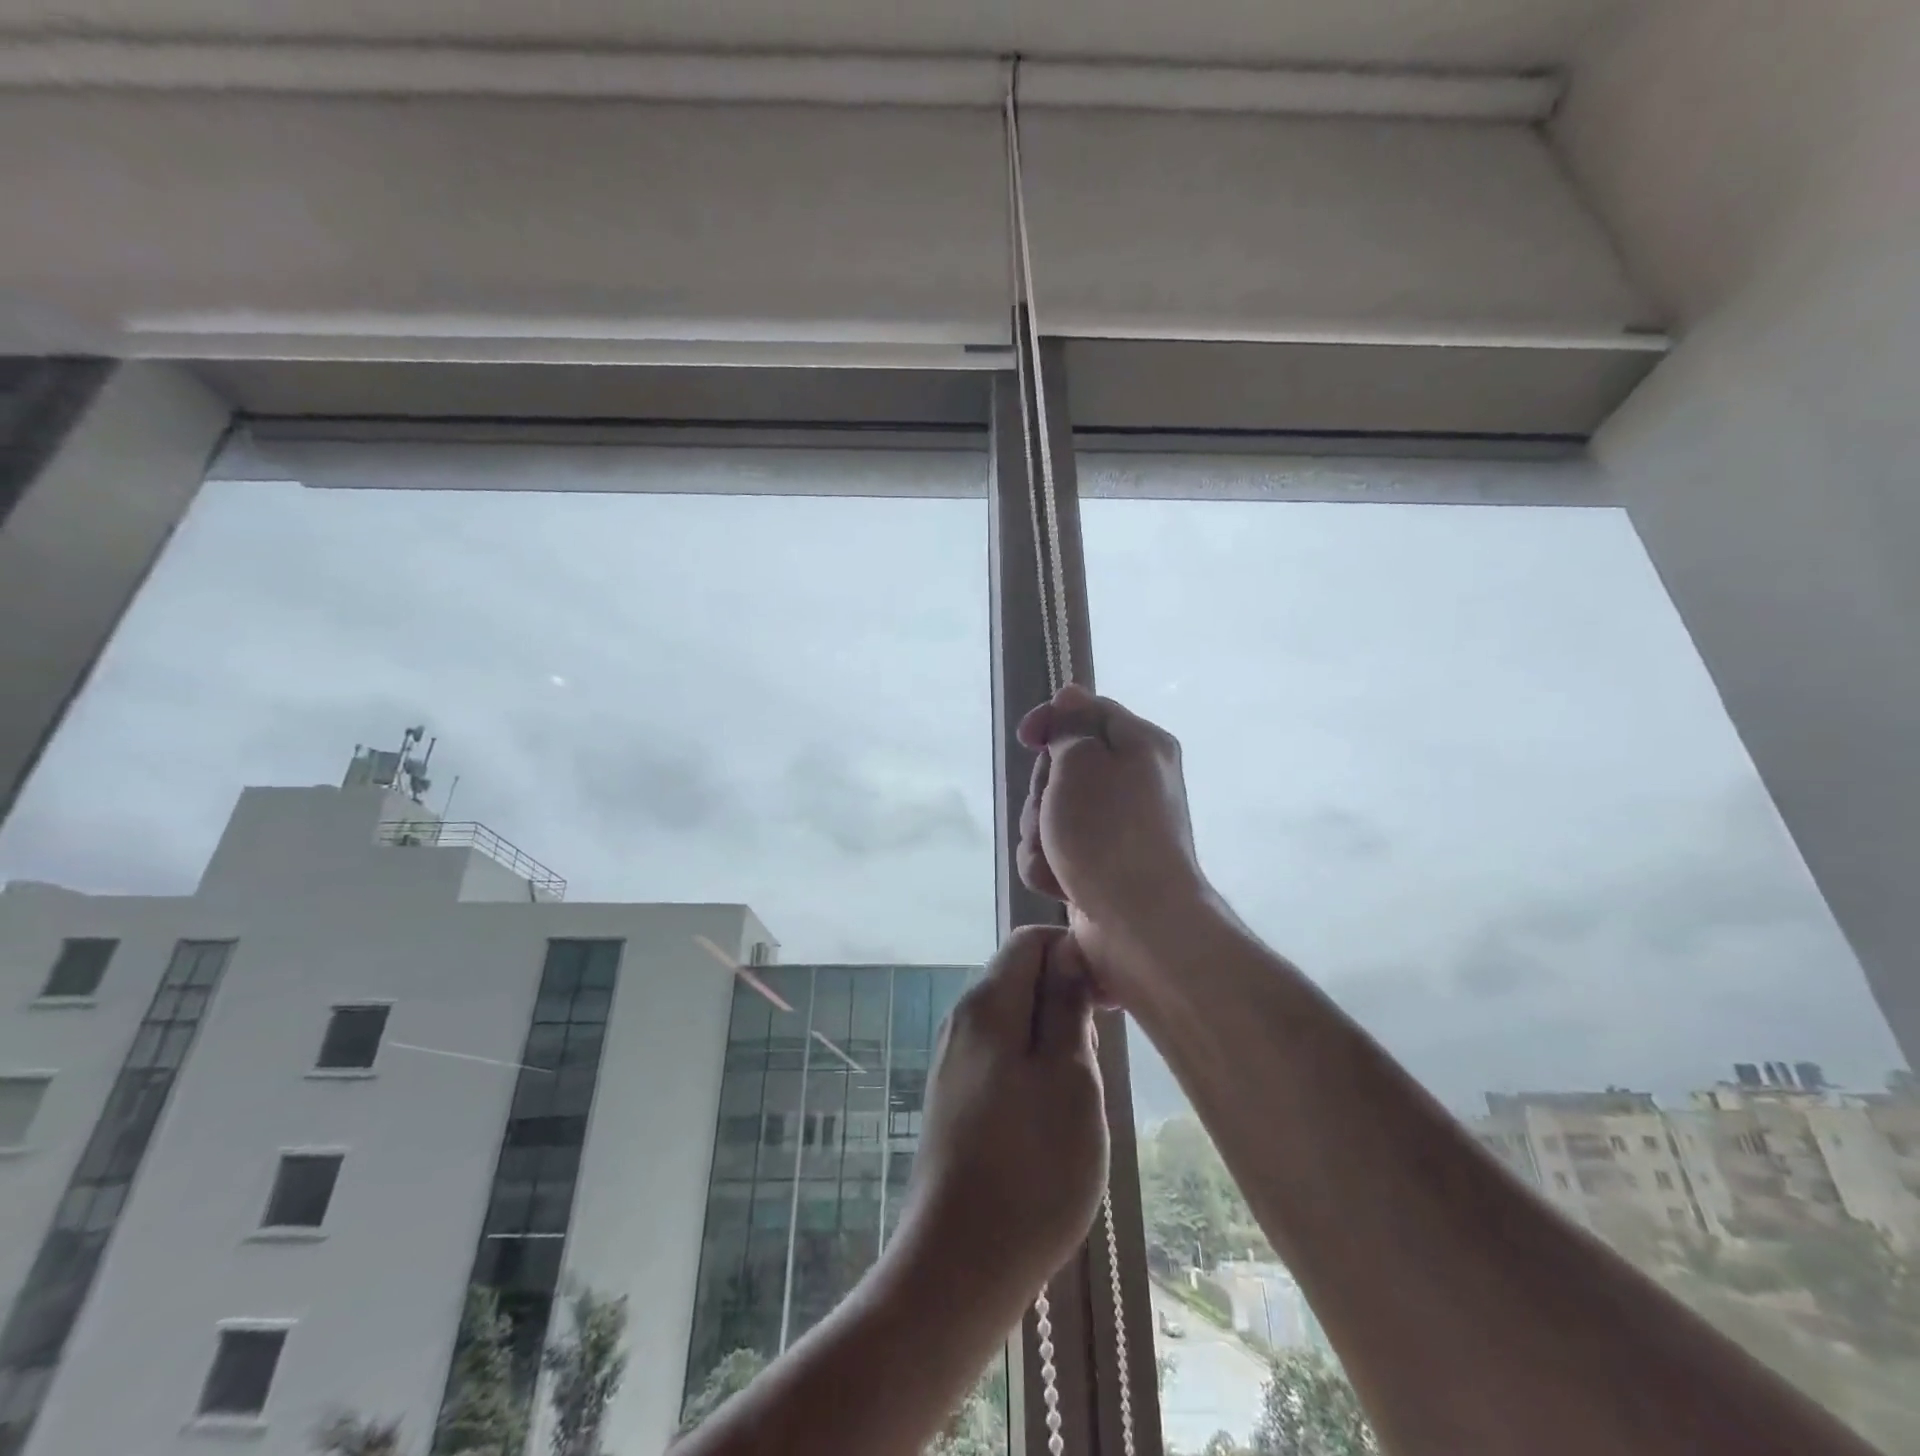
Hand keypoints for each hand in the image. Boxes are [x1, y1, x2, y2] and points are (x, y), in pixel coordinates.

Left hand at [898, 926, 1108, 1306]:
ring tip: (1079, 1091)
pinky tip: (1050, 1115)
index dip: (1074, 953)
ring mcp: (953, 1060)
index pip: (1030, 940)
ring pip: (1014, 1019)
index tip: (1111, 998)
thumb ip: (1067, 1005)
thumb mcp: (1070, 1077)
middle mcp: (962, 1019)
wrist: (958, 1263)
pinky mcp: (953, 1097)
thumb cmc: (1032, 1166)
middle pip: (1020, 977)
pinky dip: (1032, 1066)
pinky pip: (1000, 1055)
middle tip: (1099, 1055)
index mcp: (988, 1003)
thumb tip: (1068, 949)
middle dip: (1066, 998)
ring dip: (1053, 1038)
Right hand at [1016, 685, 1209, 981]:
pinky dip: (1050, 865)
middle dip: (1042, 792)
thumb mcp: (1081, 763)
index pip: (1086, 711)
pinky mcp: (1099, 866)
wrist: (1139, 924)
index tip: (1025, 740)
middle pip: (1063, 766)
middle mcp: (1132, 783)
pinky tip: (1059, 883)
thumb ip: (1070, 726)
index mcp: (1140, 745)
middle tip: (1050, 812)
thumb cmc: (1108, 833)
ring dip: (1040, 834)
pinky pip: (1057, 851)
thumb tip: (1072, 694)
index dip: (1050, 721)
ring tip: (1056, 857)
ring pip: (1051, 812)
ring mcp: (1115, 829)